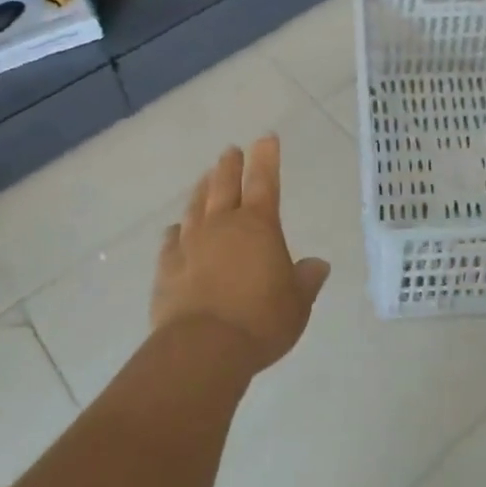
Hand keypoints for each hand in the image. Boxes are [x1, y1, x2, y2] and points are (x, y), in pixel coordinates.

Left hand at [151, 136, 330, 373]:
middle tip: (231, 151)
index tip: (266, 138)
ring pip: (195, 206)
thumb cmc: (261, 320)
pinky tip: (176, 230)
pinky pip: (171, 240)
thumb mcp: (297, 303)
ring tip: (205, 178)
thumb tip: (318, 265)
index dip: (266, 158)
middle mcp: (222, 225)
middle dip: (230, 165)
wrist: (203, 348)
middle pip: (224, 185)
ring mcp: (190, 244)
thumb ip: (306, 280)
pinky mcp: (167, 267)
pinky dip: (176, 231)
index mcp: (258, 225)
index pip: (264, 181)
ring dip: (202, 189)